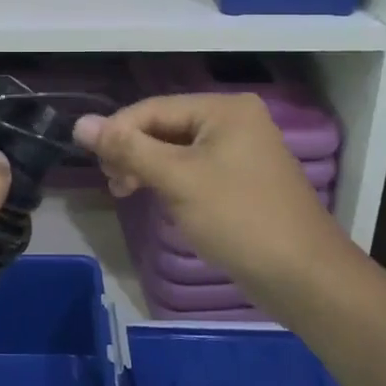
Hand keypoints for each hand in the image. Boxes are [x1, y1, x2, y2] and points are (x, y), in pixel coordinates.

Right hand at [75, 94, 344, 311]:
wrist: (305, 277)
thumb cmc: (239, 219)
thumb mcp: (178, 179)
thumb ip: (128, 148)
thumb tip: (80, 123)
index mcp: (223, 109)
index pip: (152, 108)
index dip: (117, 132)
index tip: (94, 165)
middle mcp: (233, 120)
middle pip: (164, 126)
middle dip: (133, 151)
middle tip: (114, 184)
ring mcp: (240, 151)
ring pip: (176, 149)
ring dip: (147, 167)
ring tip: (126, 192)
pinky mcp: (241, 180)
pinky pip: (194, 169)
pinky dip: (170, 181)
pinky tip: (156, 198)